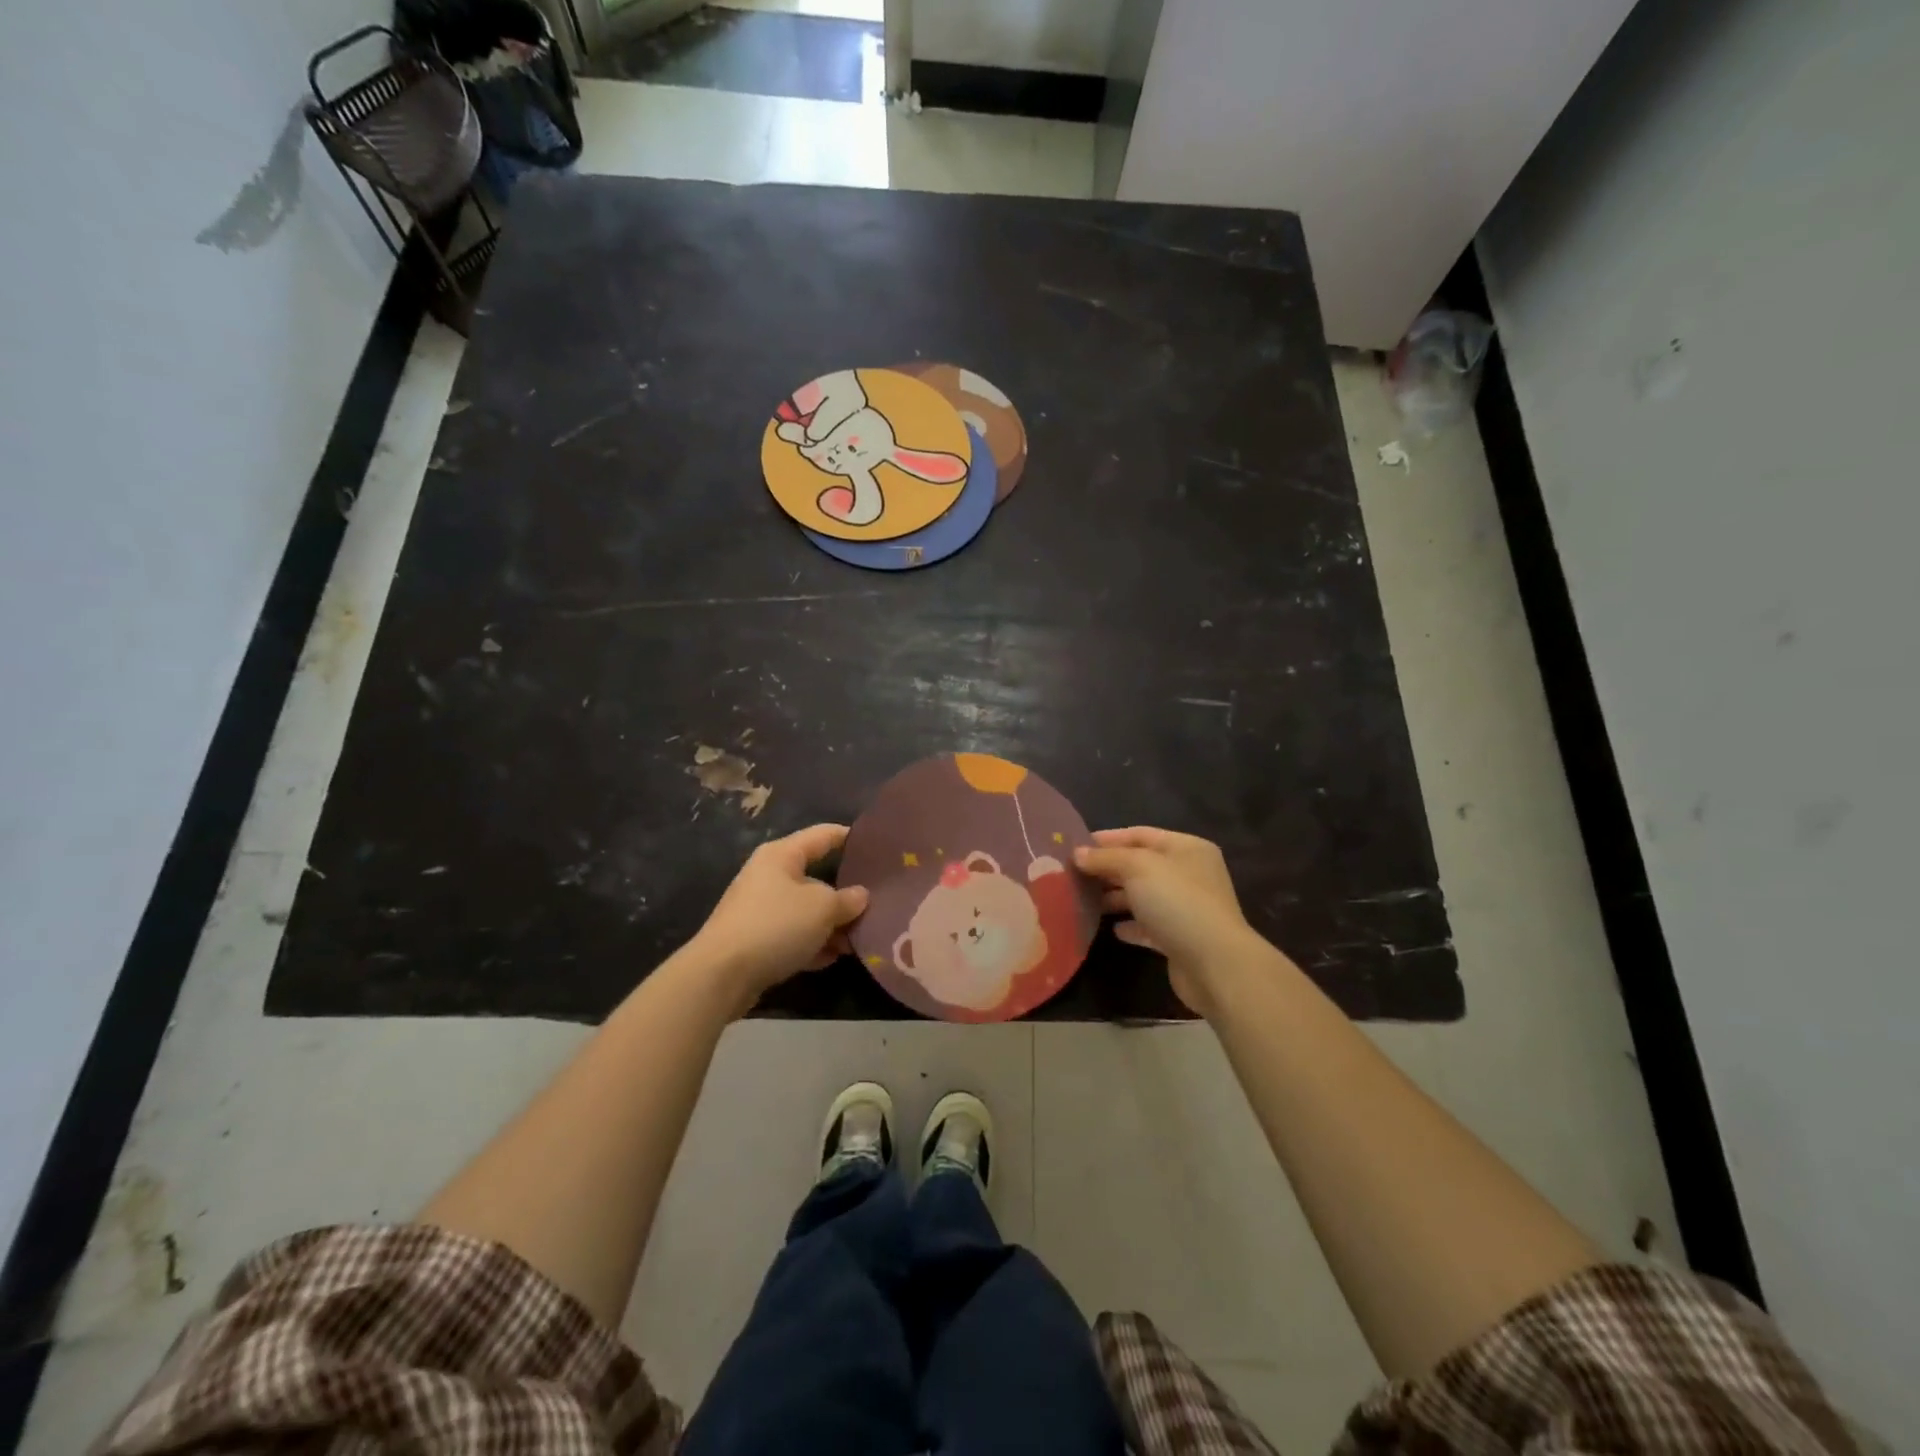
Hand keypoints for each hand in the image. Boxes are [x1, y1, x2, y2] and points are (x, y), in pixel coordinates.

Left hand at [690, 824, 867, 1014]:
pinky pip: (793, 935)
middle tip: (877, 905)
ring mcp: (760, 909)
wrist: (721, 974)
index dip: (851, 837)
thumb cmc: (776, 925)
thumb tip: (860, 896)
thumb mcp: (822, 908)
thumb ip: (847, 900)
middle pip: (816, 877)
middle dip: (846, 894)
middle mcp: (769, 876)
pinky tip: (833, 958)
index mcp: (782, 855)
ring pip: (806, 910)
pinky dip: (812, 944)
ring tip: (859, 940)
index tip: (878, 846)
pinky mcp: (755, 940)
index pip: (823, 835)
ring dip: (831, 924)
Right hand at [1074, 827, 1258, 1016]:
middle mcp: (1190, 874)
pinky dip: (1130, 925)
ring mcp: (1187, 908)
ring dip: (1115, 898)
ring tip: (1083, 901)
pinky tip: (1111, 929)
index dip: (1107, 839)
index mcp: (1186, 848)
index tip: (1075, 847)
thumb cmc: (1177, 902)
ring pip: (1143, 896)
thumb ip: (1106, 858)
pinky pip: (1149, 926)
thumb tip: (1078, 853)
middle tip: (1073, 875)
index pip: (1140, 834)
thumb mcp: (1137, 868)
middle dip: (1108, 869)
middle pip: (1141, 865)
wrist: (1214, 964)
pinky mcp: (1180, 939)